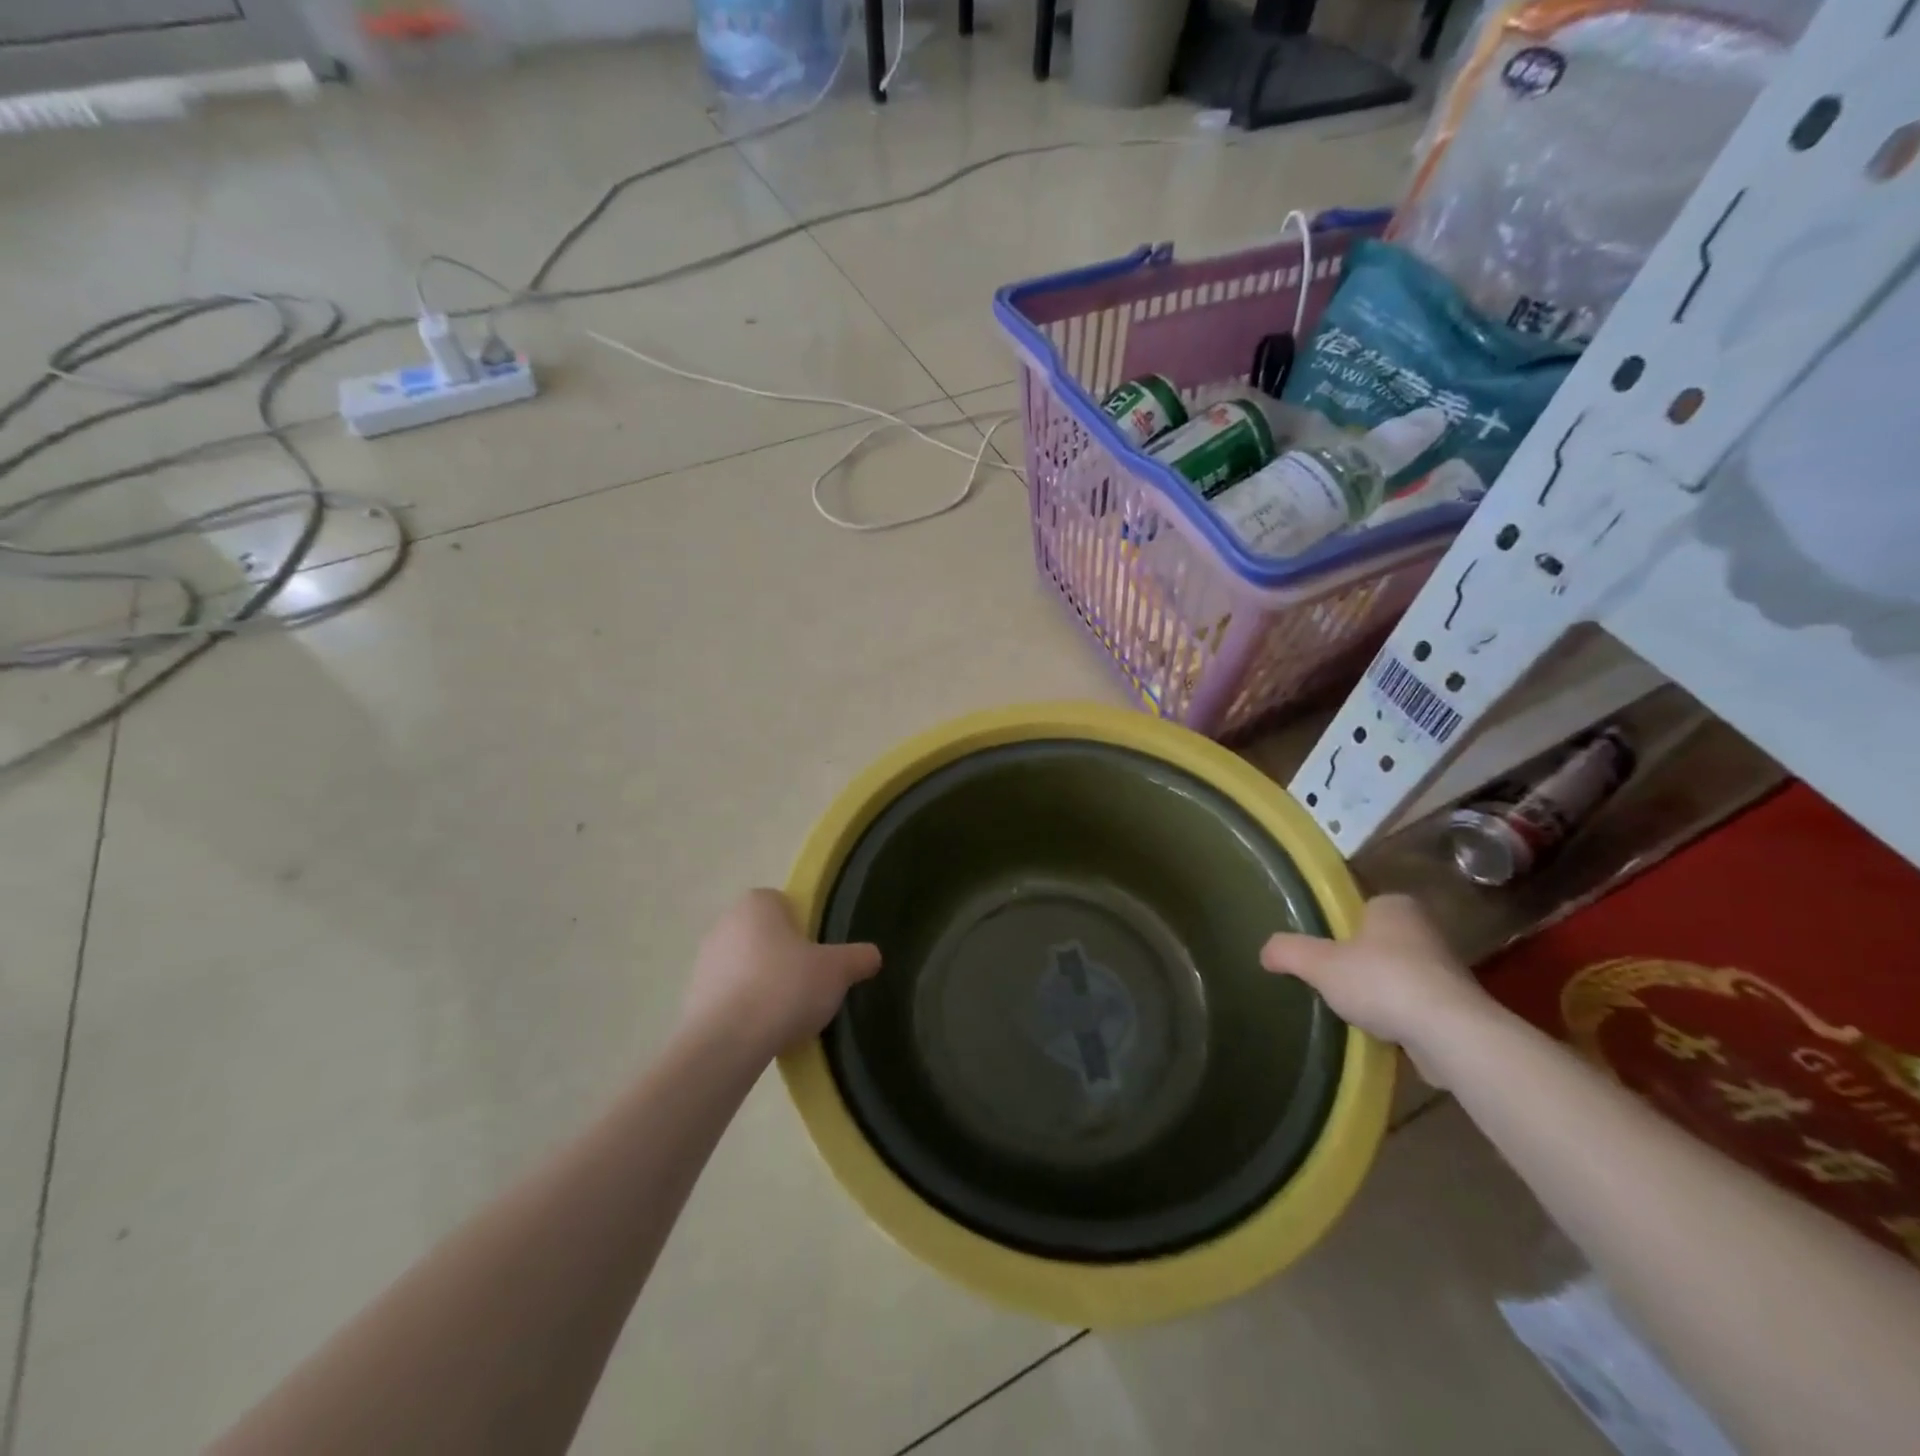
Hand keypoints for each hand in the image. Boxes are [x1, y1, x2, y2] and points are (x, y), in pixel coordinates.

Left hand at [681, 890, 881, 1060]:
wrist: (726, 1044)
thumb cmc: (785, 988)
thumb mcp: (837, 971)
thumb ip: (857, 958)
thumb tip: (872, 955)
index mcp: (757, 903)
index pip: (785, 904)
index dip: (806, 927)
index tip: (820, 954)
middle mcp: (724, 923)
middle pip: (765, 935)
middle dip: (785, 956)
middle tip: (810, 983)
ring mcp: (704, 961)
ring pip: (746, 966)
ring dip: (764, 983)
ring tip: (789, 1014)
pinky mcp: (693, 998)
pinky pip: (730, 997)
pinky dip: (746, 1009)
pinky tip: (765, 1031)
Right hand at [1260, 894, 1491, 1082]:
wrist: (1450, 1035)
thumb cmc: (1381, 981)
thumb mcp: (1319, 963)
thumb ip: (1288, 951)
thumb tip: (1265, 951)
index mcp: (1394, 906)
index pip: (1359, 908)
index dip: (1337, 928)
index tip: (1320, 951)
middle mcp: (1424, 929)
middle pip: (1377, 942)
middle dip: (1357, 961)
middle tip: (1329, 980)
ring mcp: (1445, 969)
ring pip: (1396, 974)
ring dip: (1378, 991)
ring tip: (1351, 1010)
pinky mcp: (1456, 1006)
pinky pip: (1414, 1005)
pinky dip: (1398, 1016)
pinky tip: (1379, 1032)